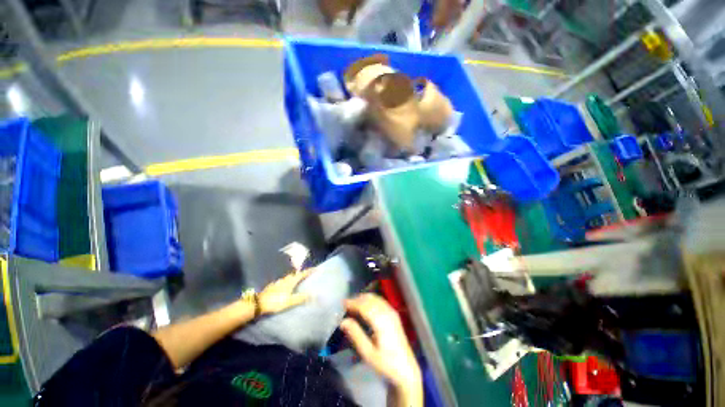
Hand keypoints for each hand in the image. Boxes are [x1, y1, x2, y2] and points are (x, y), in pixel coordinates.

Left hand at [258, 269, 313, 314]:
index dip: (310, 271)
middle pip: (296, 274)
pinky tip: (285, 286)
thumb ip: (301, 298)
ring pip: (289, 277)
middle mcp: (285, 279)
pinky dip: (287, 281)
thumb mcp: (289, 301)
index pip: (303, 274)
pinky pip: (283, 281)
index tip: (317, 268)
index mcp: (291, 281)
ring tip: (298, 280)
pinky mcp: (273, 285)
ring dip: (294, 277)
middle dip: (302, 273)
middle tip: (307, 274)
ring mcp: (278, 281)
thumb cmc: (275, 302)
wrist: (258, 303)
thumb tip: (314, 294)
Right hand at [340, 294, 420, 388]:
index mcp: (381, 322)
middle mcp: (387, 313)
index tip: (342, 304)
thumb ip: (356, 335)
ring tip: (353, 305)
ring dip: (364, 299)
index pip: (365, 306)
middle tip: (346, 305)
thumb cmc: (385, 363)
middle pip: (370, 300)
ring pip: (376, 298)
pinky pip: (381, 301)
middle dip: (357, 300)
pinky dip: (371, 300)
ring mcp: (392, 312)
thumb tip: (343, 321)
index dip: (353, 303)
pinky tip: (365, 306)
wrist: (406, 368)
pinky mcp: (394, 314)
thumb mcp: (368, 353)